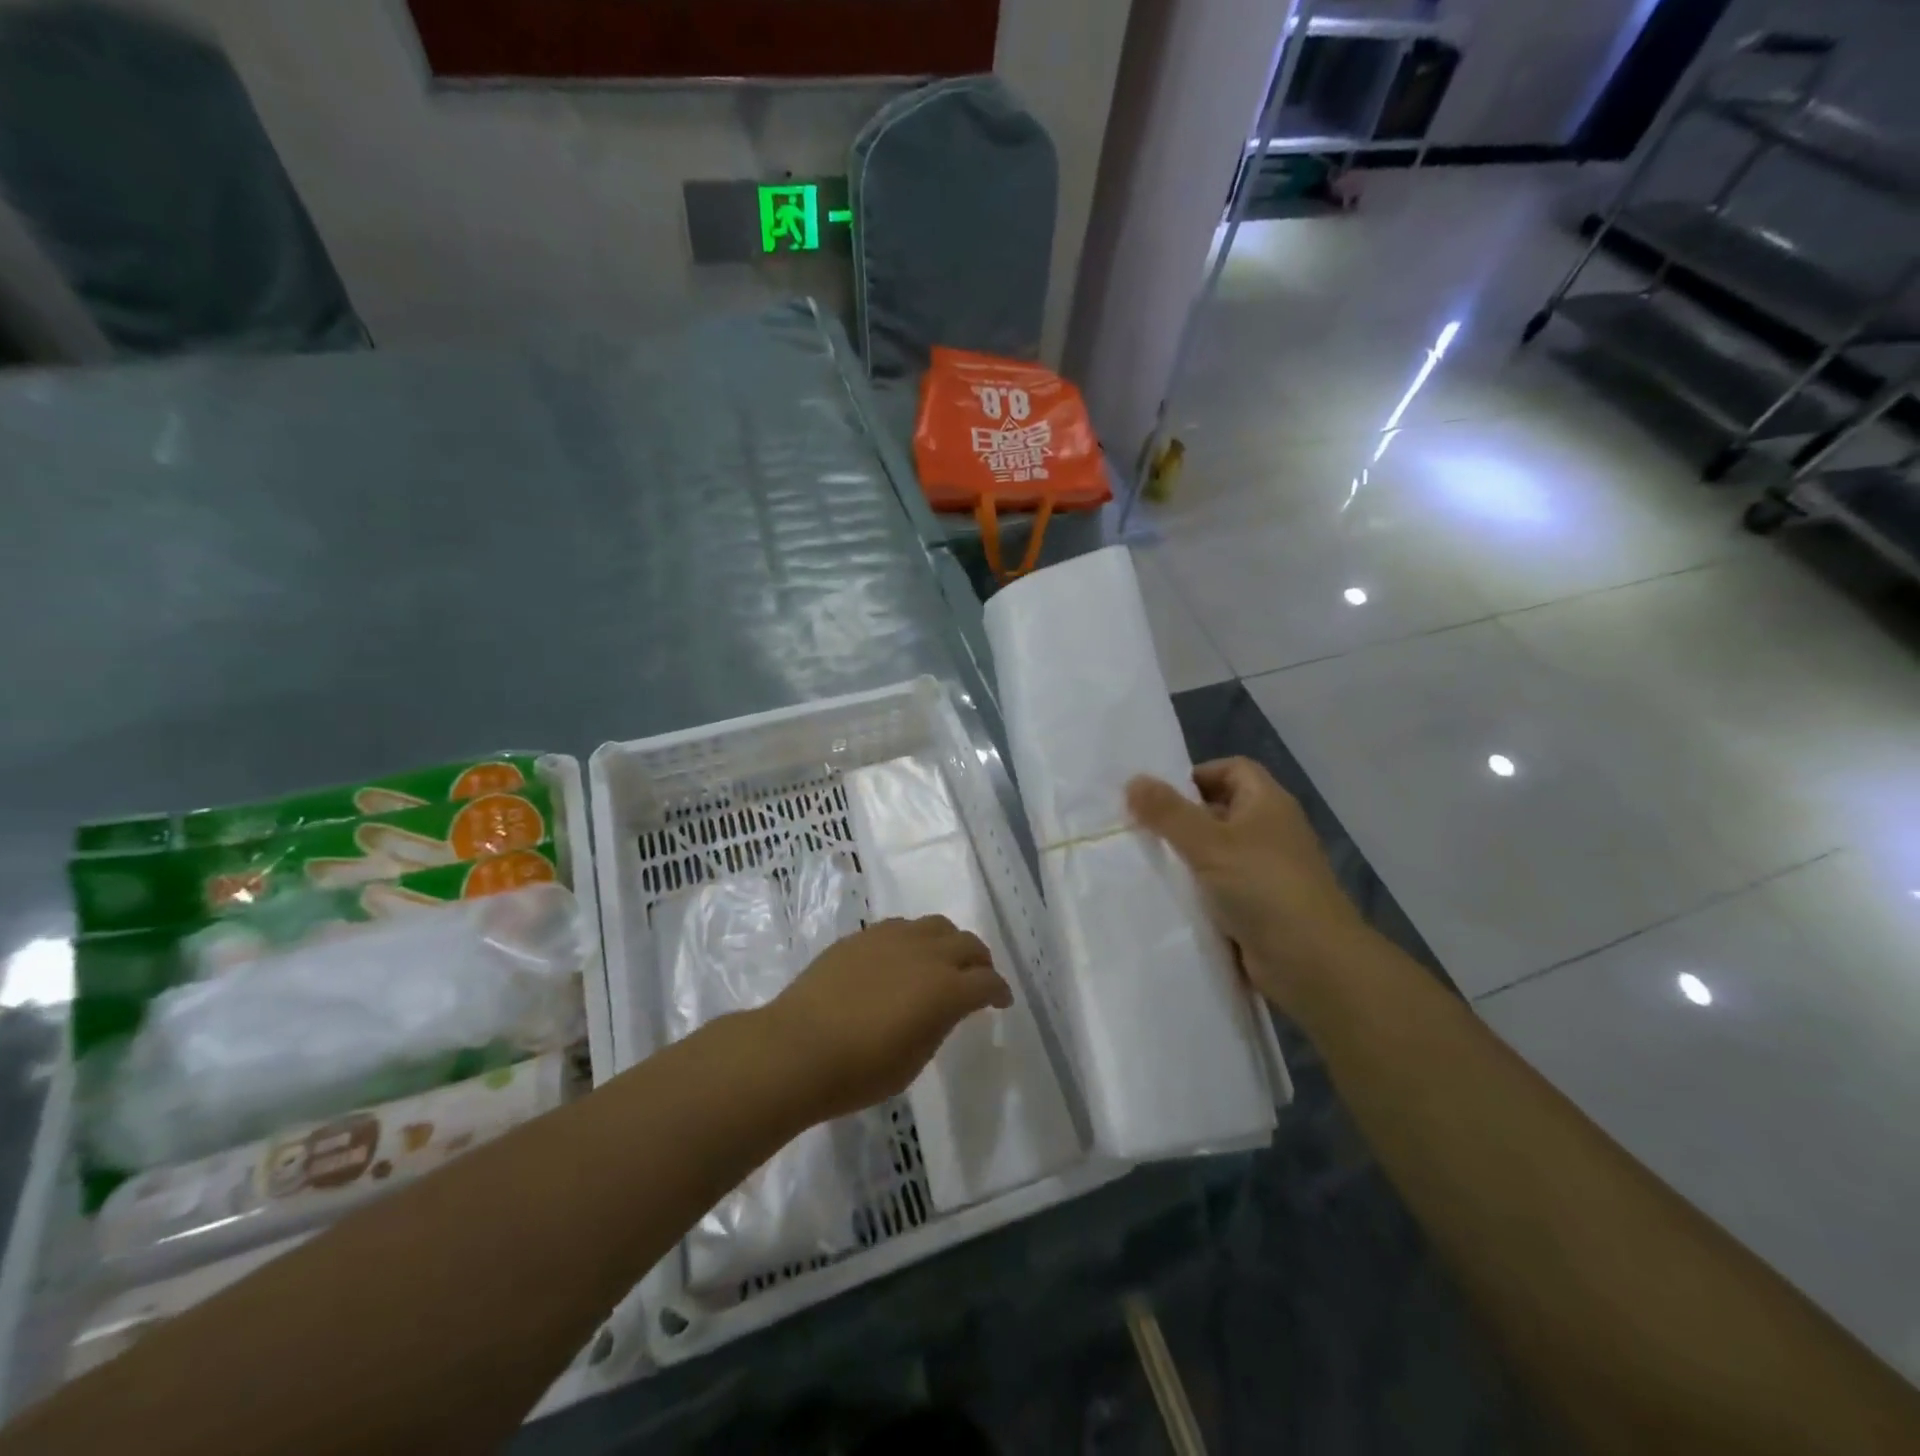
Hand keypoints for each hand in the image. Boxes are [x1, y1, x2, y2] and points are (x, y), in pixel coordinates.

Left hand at [765, 916, 1012, 1120]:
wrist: (797, 1048)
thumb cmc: (859, 1071)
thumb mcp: (913, 1060)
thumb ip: (937, 1024)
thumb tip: (943, 1007)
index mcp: (946, 989)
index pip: (987, 982)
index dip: (1000, 991)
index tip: (1002, 1002)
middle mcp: (926, 953)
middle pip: (967, 943)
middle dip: (979, 961)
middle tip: (978, 978)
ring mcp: (892, 938)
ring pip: (936, 926)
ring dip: (948, 942)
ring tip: (943, 961)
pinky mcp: (863, 936)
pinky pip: (902, 927)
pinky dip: (915, 939)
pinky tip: (903, 957)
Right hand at [1126, 757, 1366, 1015]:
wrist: (1312, 963)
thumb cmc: (1263, 888)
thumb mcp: (1208, 843)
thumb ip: (1168, 812)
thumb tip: (1133, 780)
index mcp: (1268, 803)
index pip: (1232, 769)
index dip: (1196, 775)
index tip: (1158, 796)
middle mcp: (1270, 831)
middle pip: (1221, 810)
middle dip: (1181, 817)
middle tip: (1140, 828)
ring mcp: (1266, 871)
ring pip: (1217, 851)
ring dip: (1185, 857)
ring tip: (1145, 861)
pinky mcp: (1259, 906)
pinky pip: (1220, 886)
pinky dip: (1197, 889)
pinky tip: (1166, 896)